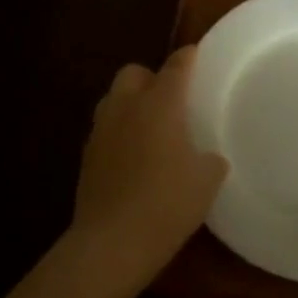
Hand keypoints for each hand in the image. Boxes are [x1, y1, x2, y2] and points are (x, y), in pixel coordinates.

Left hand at [68, 47, 228, 297]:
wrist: (111, 243)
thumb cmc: (167, 204)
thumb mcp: (206, 182)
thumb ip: (210, 160)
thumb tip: (208, 157)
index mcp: (160, 104)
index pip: (175, 67)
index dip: (187, 58)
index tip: (195, 54)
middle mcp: (126, 107)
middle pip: (134, 73)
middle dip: (151, 77)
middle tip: (170, 98)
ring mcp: (101, 131)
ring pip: (114, 99)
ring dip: (131, 103)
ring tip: (150, 125)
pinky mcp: (87, 156)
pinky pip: (106, 128)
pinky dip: (119, 131)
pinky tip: (134, 155)